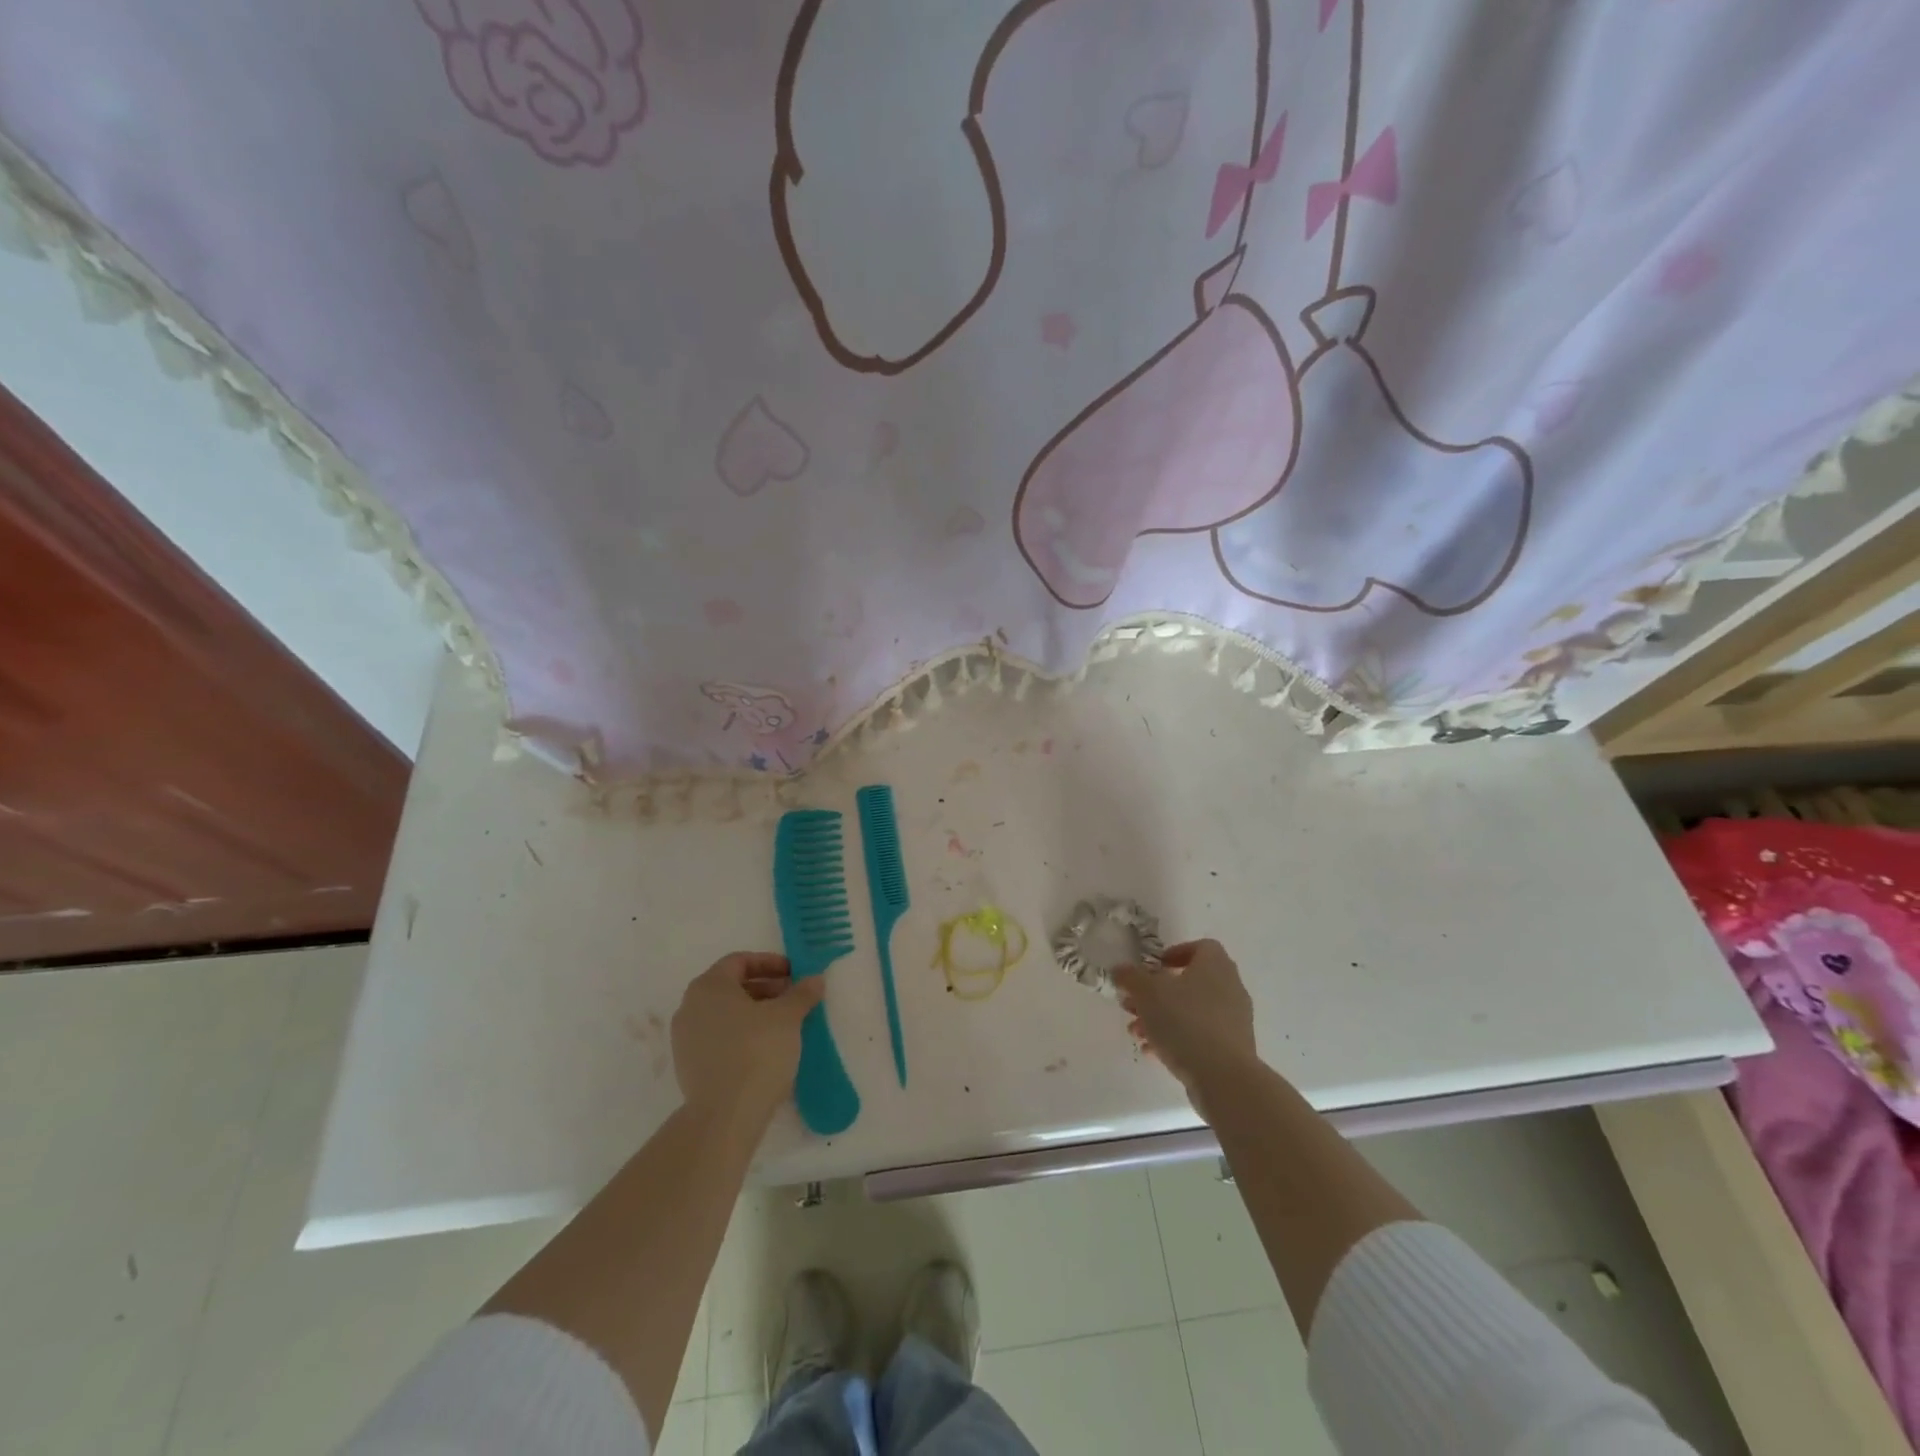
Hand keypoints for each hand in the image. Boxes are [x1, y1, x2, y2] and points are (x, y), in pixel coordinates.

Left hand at [671, 953, 824, 1129]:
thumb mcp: (788, 1017)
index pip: (739, 961)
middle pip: (731, 987)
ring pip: (725, 1014)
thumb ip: (802, 993)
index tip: (794, 974)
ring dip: (754, 1013)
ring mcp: (685, 1039)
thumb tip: (815, 979)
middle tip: (793, 998)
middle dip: (765, 989)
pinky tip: (765, 1049)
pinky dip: (741, 1035)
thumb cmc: (756, 1052)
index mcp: (709, 986)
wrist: (724, 1116)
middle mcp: (690, 1007)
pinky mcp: (688, 1067)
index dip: (770, 963)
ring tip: (783, 1025)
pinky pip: (718, 1038)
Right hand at [1112, 940, 1257, 1114]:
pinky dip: (1177, 1039)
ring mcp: (1234, 1020)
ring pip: (1191, 1010)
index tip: (1153, 968)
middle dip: (1157, 993)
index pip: (1201, 947)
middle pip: (1190, 982)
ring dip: (1161, 1018)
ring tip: (1137, 1033)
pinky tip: (1153, 1053)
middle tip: (1133, 1004)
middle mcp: (1230, 987)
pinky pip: (1200, 1035)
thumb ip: (1131, 977)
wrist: (1223, 1077)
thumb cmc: (1185, 1021)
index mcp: (1215, 965)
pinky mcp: (1233, 1048)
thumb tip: (1121, 970)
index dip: (1175, 953)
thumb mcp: (1147, 993)